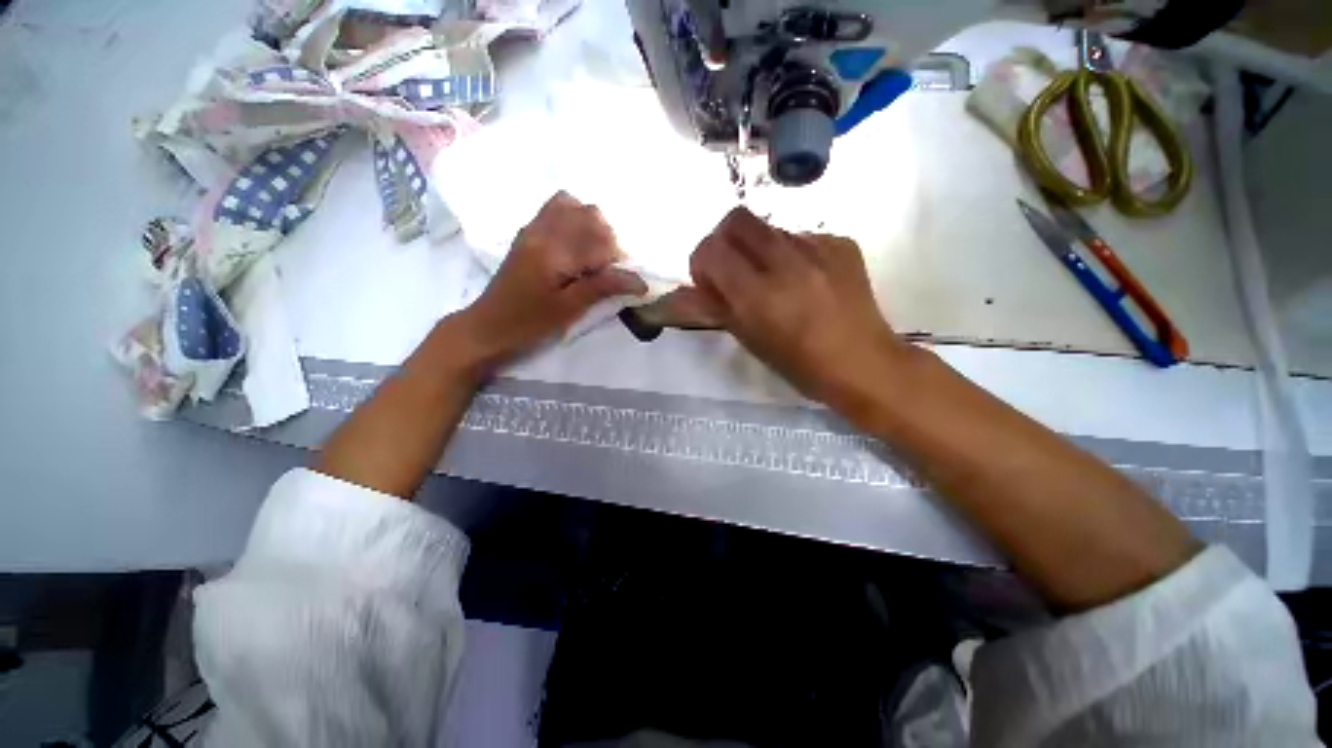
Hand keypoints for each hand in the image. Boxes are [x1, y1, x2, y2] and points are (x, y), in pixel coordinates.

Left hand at [462, 191, 646, 363]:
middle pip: (589, 214)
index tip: (620, 281)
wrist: (489, 326)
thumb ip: (603, 288)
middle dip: (607, 239)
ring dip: (591, 226)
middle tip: (605, 268)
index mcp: (553, 251)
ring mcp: (532, 228)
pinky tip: (576, 242)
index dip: (617, 260)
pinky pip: (554, 208)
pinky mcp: (528, 233)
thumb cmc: (530, 323)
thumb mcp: (569, 309)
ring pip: (573, 205)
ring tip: (592, 254)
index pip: (600, 241)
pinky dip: (573, 218)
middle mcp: (543, 230)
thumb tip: (640, 281)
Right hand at [689, 207, 907, 405]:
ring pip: (770, 228)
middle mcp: (786, 263)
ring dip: (759, 248)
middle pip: (738, 219)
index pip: (711, 250)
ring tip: (775, 279)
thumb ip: (715, 308)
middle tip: (734, 268)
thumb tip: (684, 292)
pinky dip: (792, 253)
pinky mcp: (843, 244)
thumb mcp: (750, 341)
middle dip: (725, 240)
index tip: (710, 282)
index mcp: (758, 295)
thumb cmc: (800, 365)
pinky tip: (806, 280)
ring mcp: (819, 248)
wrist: (864, 364)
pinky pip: (802, 236)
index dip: (701, 262)